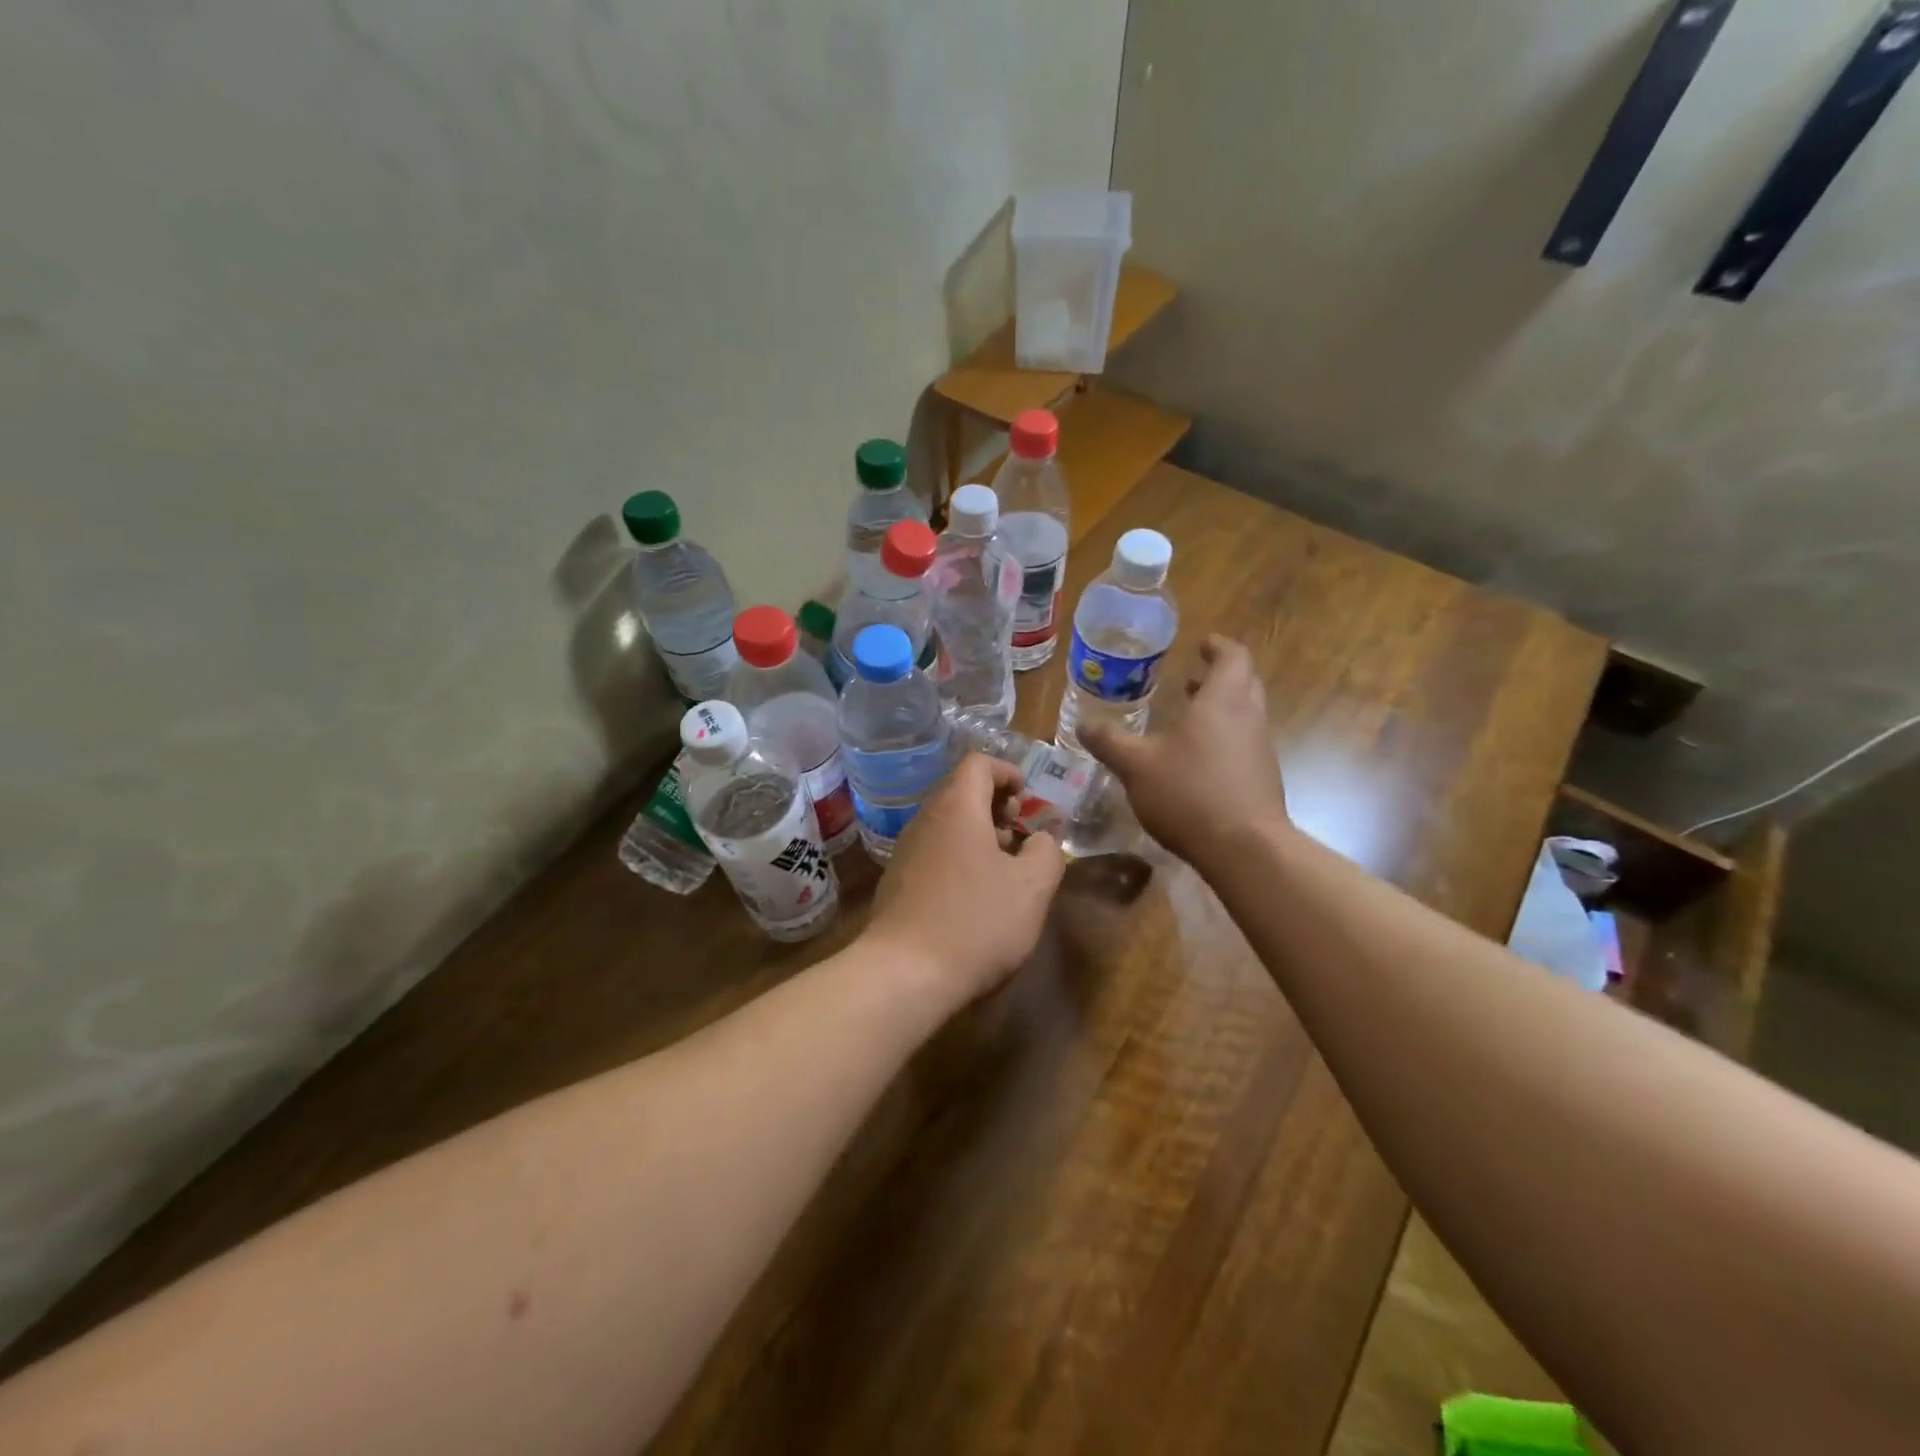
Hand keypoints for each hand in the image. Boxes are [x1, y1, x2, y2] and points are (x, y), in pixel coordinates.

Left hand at [864, 754, 1065, 1004]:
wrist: (904, 974)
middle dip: (995, 804)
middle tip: (1019, 832)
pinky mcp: (897, 883)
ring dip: (978, 833)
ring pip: (947, 824)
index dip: (1008, 772)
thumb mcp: (1032, 887)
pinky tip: (974, 895)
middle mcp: (925, 820)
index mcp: (957, 808)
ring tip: (1004, 866)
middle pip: (960, 792)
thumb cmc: (976, 922)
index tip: (1028, 798)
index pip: (978, 764)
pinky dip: (959, 856)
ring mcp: (905, 852)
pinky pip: (933, 852)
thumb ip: (1046, 851)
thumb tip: (1041, 838)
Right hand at [1080, 634, 1289, 871]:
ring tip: (1188, 716)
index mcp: (1223, 701)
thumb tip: (1083, 723)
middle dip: (1219, 676)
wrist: (1245, 849)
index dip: (1218, 647)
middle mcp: (1249, 718)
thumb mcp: (1136, 765)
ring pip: (1245, 716)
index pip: (1233, 657)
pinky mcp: (1262, 780)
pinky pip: (1244, 745)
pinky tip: (1196, 761)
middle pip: (1244, 683)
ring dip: (1220, 709)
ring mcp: (1260, 751)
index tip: (1203, 644)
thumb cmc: (1190, 793)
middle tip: (1191, 678)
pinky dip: (1223, 739)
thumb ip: (1110, 741)